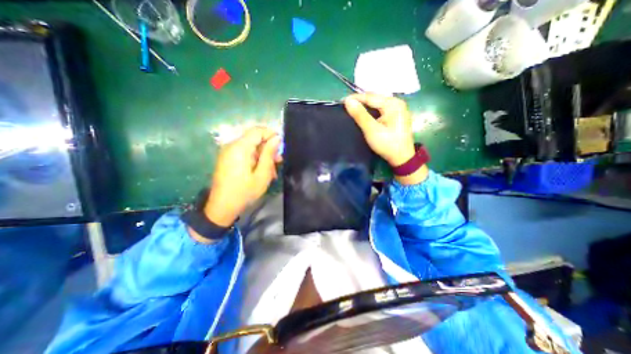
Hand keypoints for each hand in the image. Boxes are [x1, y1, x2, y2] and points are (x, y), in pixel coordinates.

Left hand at [205, 128, 280, 226]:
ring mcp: (228, 152)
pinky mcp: (228, 158)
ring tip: (272, 170)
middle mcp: (232, 146)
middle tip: (279, 161)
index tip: (281, 146)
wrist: (222, 207)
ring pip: (251, 146)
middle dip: (269, 147)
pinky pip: (245, 153)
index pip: (257, 130)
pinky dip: (255, 159)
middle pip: (254, 138)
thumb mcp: (262, 174)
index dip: (271, 134)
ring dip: (263, 155)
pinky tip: (262, 171)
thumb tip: (277, 138)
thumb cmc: (244, 192)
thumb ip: (269, 154)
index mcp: (240, 148)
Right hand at [345, 93, 428, 184]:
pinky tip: (364, 113)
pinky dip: (371, 110)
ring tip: (353, 108)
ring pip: (377, 103)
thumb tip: (348, 101)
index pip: (370, 97)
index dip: (355, 98)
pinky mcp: (397, 116)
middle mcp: (397, 102)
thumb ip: (360, 115)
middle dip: (360, 101)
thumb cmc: (387, 144)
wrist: (402, 158)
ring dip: (365, 105)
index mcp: (393, 104)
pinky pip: (381, 109)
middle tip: (346, 105)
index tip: (342, 101)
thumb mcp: (372, 130)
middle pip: (375, 98)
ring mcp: (398, 109)